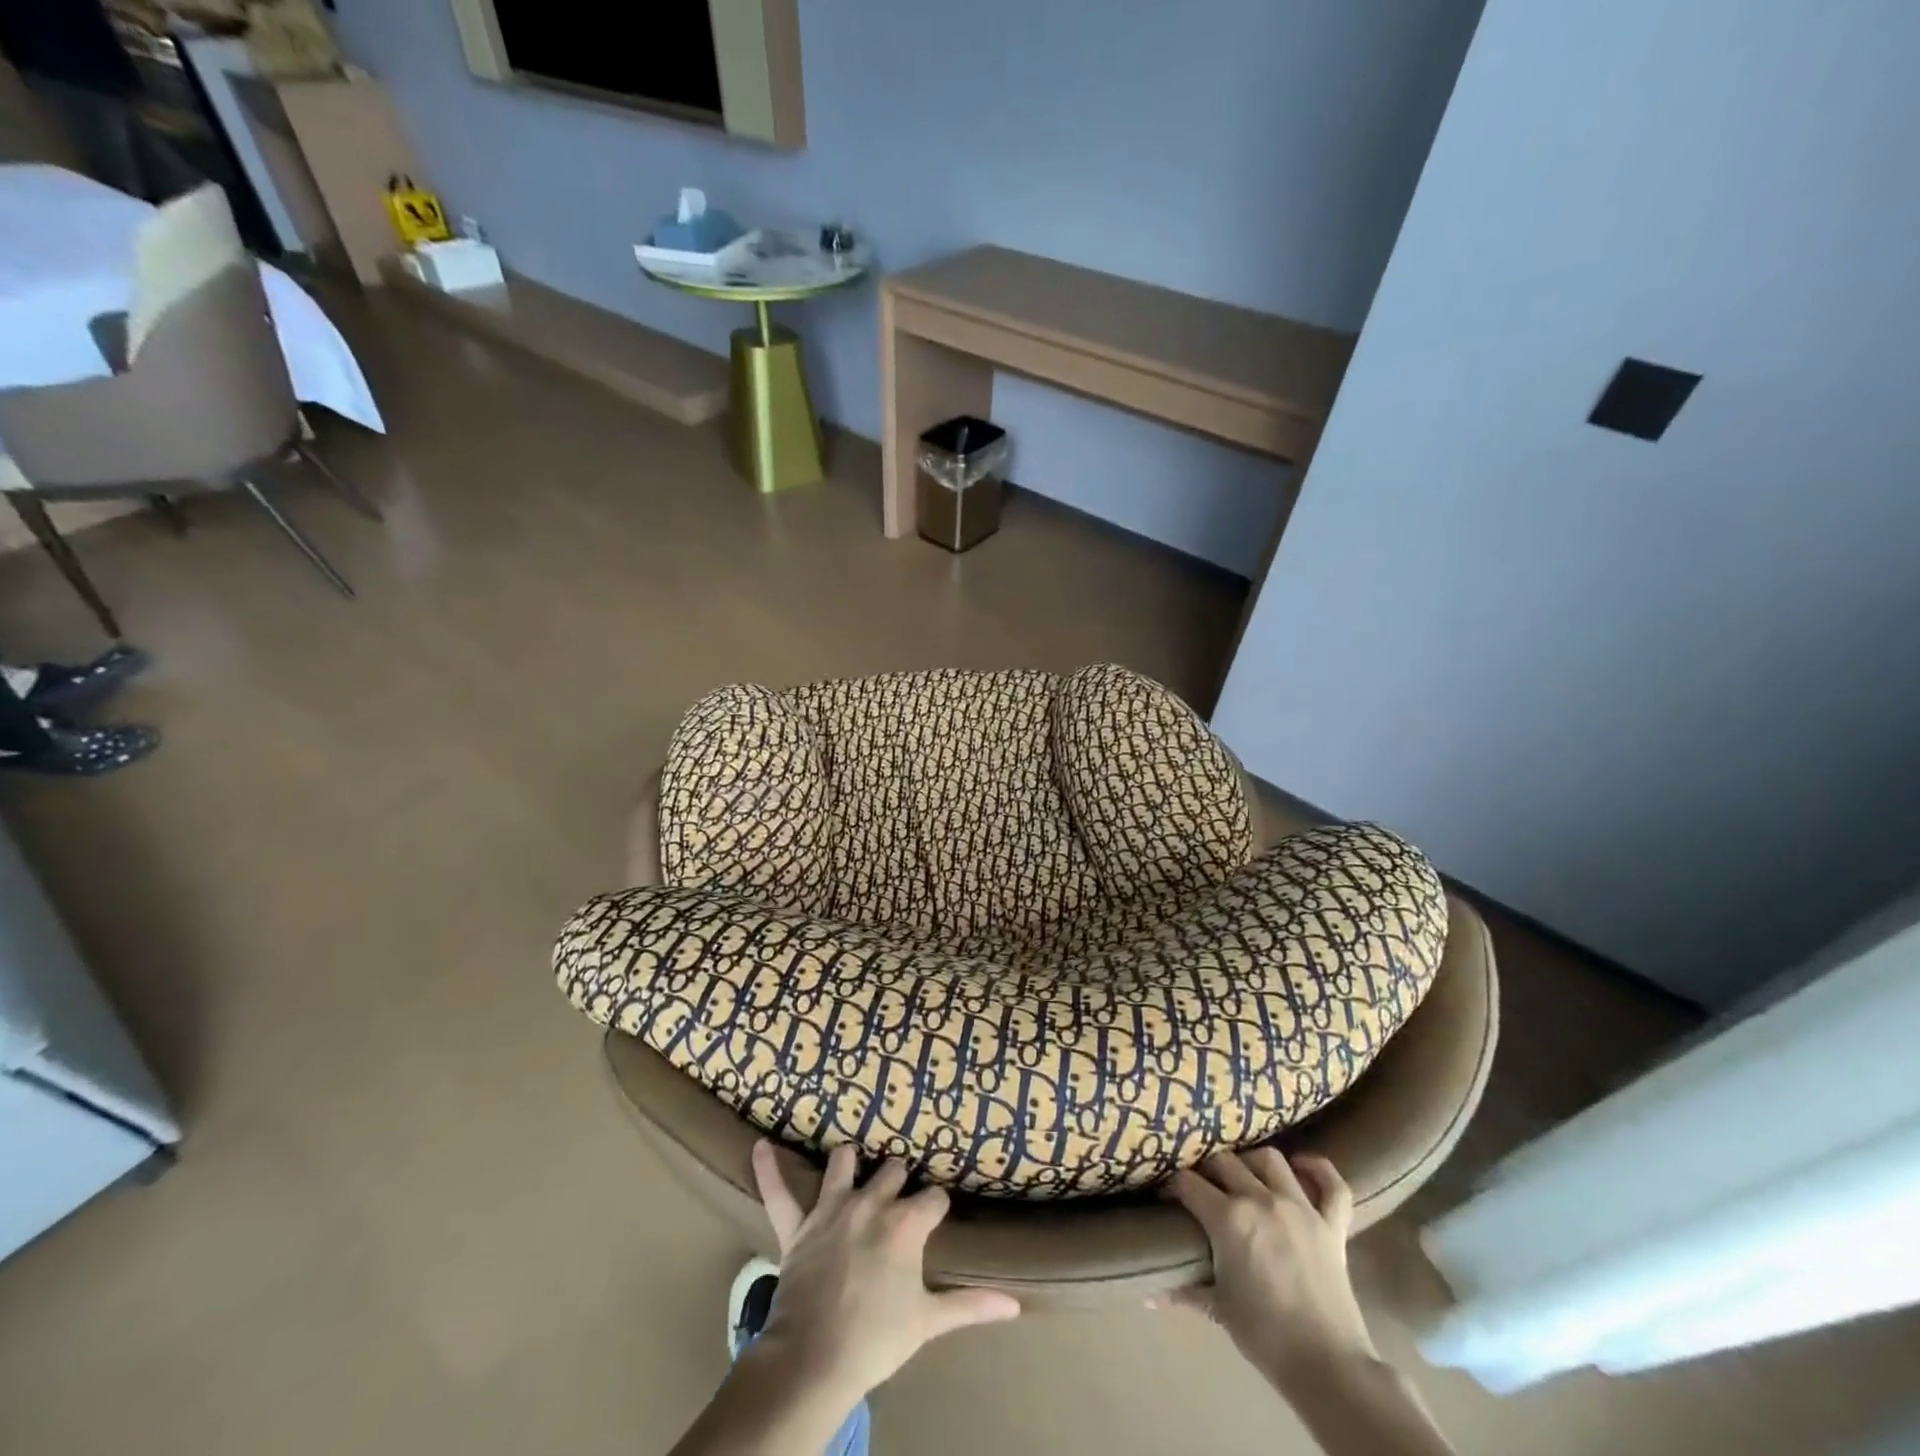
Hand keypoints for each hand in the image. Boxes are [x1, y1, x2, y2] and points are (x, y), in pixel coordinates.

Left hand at [749, 1140, 1021, 1408]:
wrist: (814, 1360)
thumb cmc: (877, 1339)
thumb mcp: (929, 1321)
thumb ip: (971, 1304)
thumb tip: (1016, 1305)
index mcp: (906, 1223)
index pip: (934, 1198)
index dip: (937, 1208)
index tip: (937, 1216)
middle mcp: (871, 1203)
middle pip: (893, 1171)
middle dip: (899, 1182)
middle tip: (899, 1201)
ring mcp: (832, 1208)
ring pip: (843, 1163)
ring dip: (849, 1163)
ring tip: (853, 1164)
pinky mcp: (797, 1224)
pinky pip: (779, 1191)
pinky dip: (769, 1169)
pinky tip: (759, 1146)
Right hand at [1168, 1150, 1376, 1391]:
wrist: (1328, 1367)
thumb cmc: (1265, 1336)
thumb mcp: (1218, 1309)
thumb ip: (1184, 1290)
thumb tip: (1148, 1295)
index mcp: (1228, 1218)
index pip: (1188, 1183)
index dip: (1174, 1187)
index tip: (1169, 1198)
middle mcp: (1261, 1200)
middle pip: (1225, 1161)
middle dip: (1208, 1170)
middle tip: (1205, 1187)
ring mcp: (1300, 1208)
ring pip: (1271, 1159)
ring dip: (1253, 1162)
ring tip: (1246, 1175)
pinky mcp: (1333, 1225)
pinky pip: (1332, 1185)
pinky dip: (1318, 1170)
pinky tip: (1302, 1167)